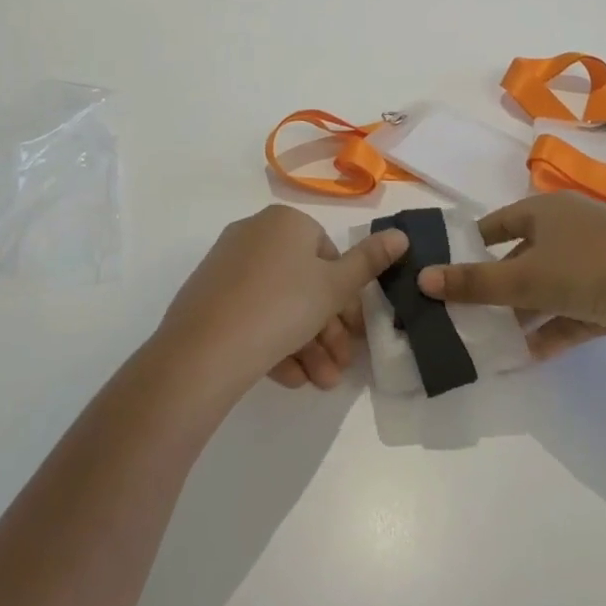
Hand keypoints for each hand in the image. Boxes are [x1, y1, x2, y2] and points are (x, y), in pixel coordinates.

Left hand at [151, 205, 407, 400]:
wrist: (204, 350)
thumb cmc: (283, 306)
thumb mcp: (335, 287)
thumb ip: (370, 262)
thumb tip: (401, 235)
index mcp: (285, 222)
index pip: (328, 255)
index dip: (345, 298)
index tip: (355, 333)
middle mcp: (254, 234)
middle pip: (304, 284)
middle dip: (327, 330)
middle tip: (340, 367)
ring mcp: (227, 266)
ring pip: (279, 304)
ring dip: (306, 345)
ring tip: (319, 382)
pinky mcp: (208, 297)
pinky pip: (252, 315)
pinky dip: (274, 343)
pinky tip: (289, 379)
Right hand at [415, 192, 605, 362]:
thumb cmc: (587, 270)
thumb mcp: (522, 278)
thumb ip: (473, 283)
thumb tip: (421, 279)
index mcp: (548, 210)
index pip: (500, 222)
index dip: (473, 243)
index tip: (448, 268)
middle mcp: (573, 229)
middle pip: (524, 256)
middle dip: (498, 286)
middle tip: (466, 312)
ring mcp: (598, 261)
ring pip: (549, 287)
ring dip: (524, 313)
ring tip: (492, 340)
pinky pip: (574, 311)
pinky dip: (553, 329)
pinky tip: (529, 356)